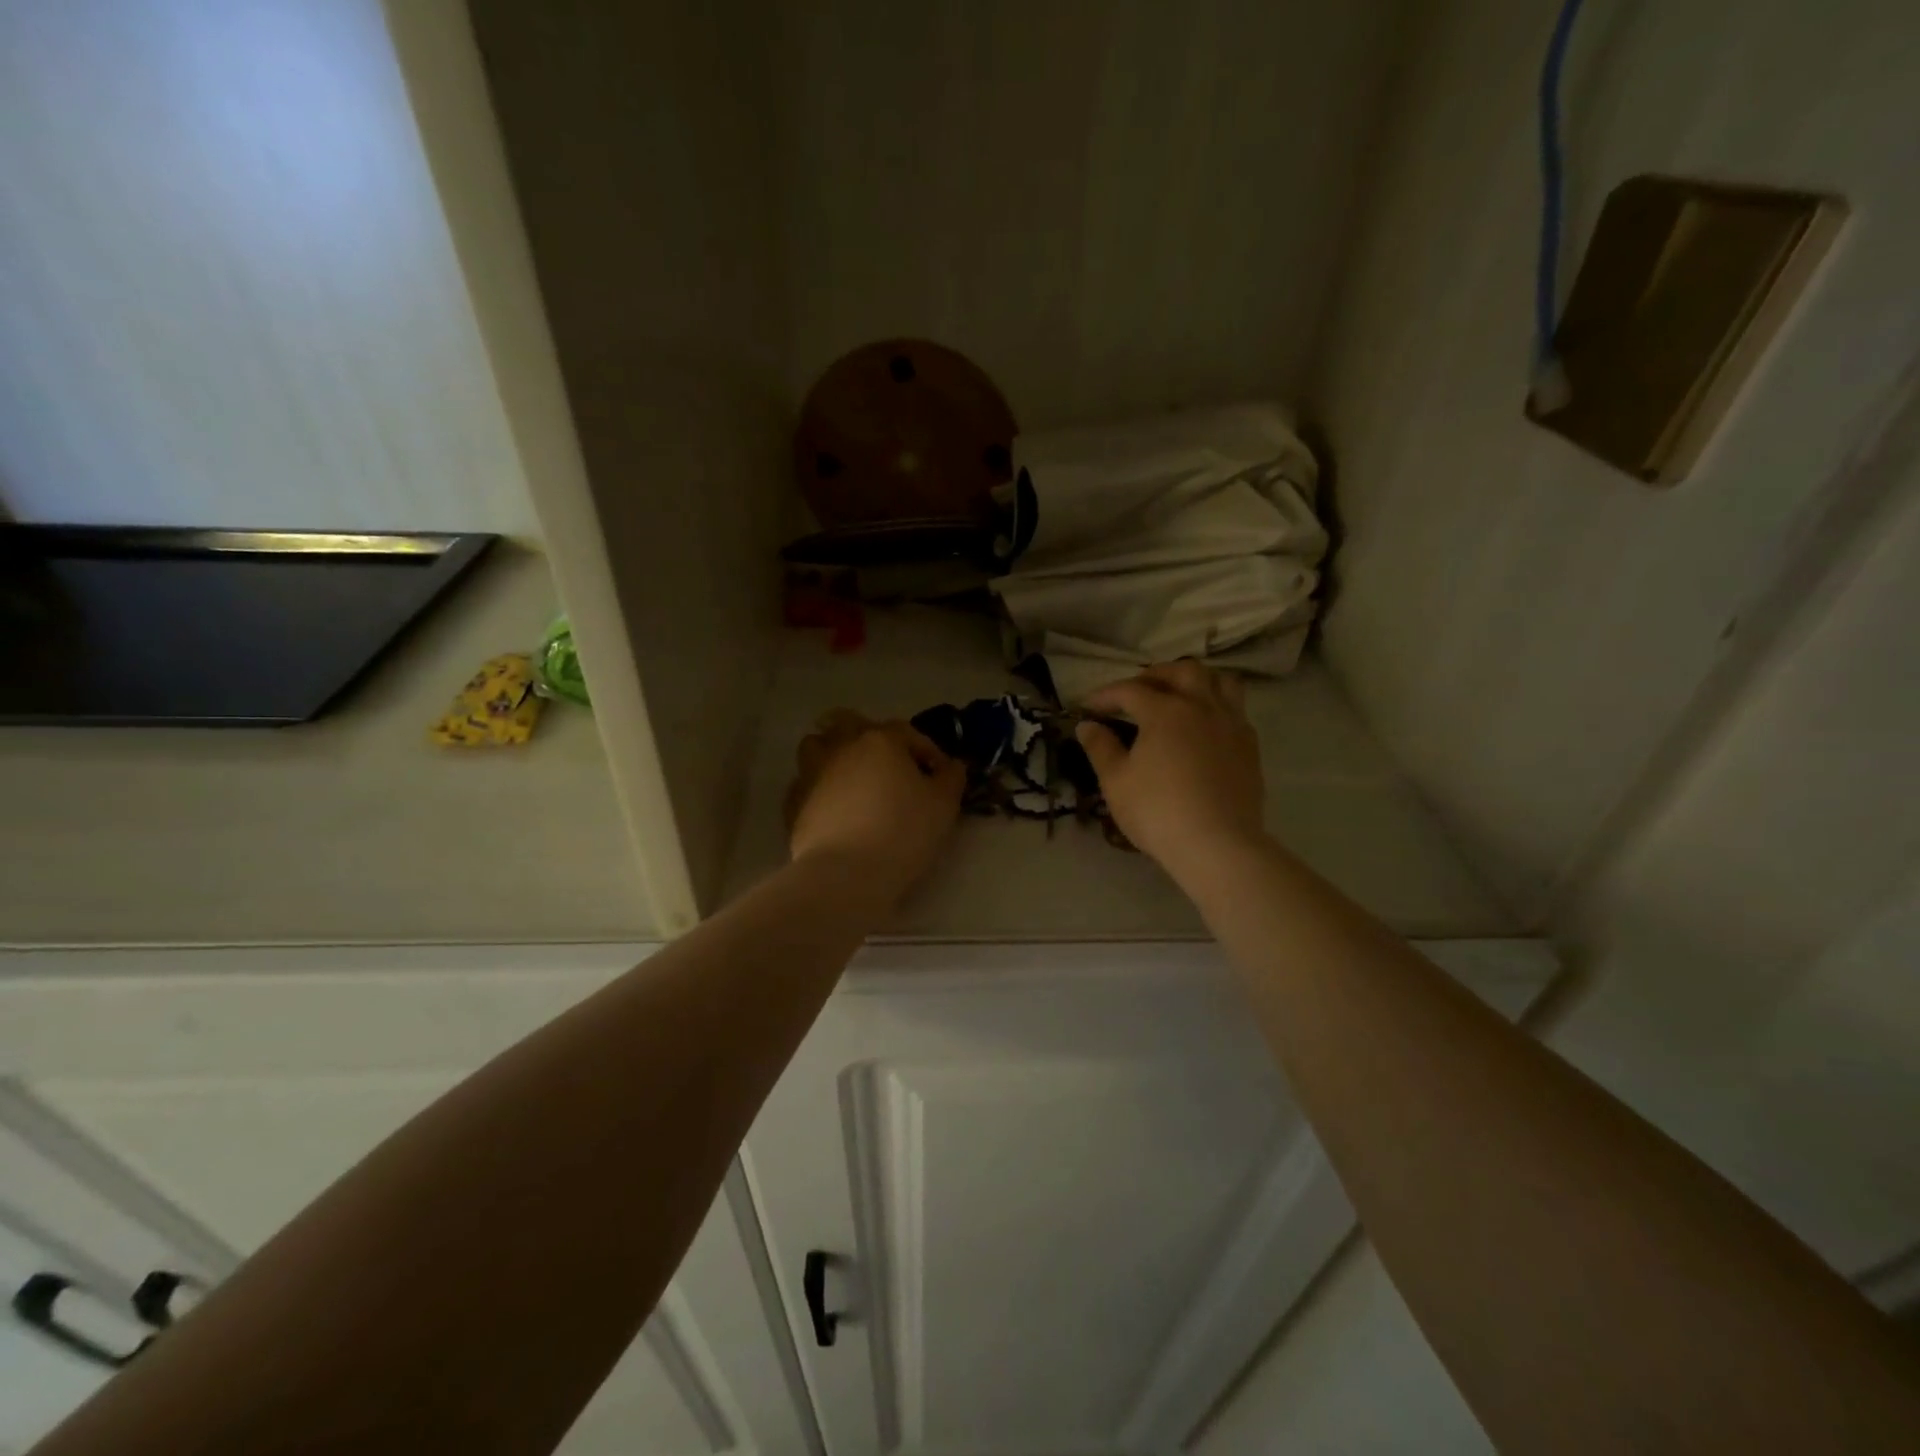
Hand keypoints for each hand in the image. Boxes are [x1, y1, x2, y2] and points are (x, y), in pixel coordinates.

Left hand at [785, 711, 965, 901]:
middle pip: (850, 723)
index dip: (927, 751)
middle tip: (887, 765)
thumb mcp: (944, 806)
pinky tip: (831, 809)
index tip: (939, 776)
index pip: (908, 732)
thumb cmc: (902, 832)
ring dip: (834, 754)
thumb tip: (952, 765)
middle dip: (868, 736)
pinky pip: (805, 784)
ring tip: (851, 779)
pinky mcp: (793, 802)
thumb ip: (951, 778)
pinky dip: (818, 789)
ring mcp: (812, 773)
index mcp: (881, 741)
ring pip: (817, 746)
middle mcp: (842, 747)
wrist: (846, 874)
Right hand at [1076, 662, 1267, 879]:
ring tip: (1178, 695)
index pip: (1130, 690)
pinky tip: (1204, 726)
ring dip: (1195, 681)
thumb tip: (1087, 725)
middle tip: (1135, 691)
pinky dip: (1216, 706)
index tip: (1088, 707)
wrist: (1217, 845)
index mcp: (1165, 711)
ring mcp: (1231, 724)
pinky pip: (1235, 709)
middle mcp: (1201, 706)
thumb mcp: (1116, 782)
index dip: (1105, 695)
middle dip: (1154, 675)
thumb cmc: (1158, 812)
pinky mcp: (1250, 746)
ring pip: (1218, 681)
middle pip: (1181, 671)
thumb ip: (1100, 748)